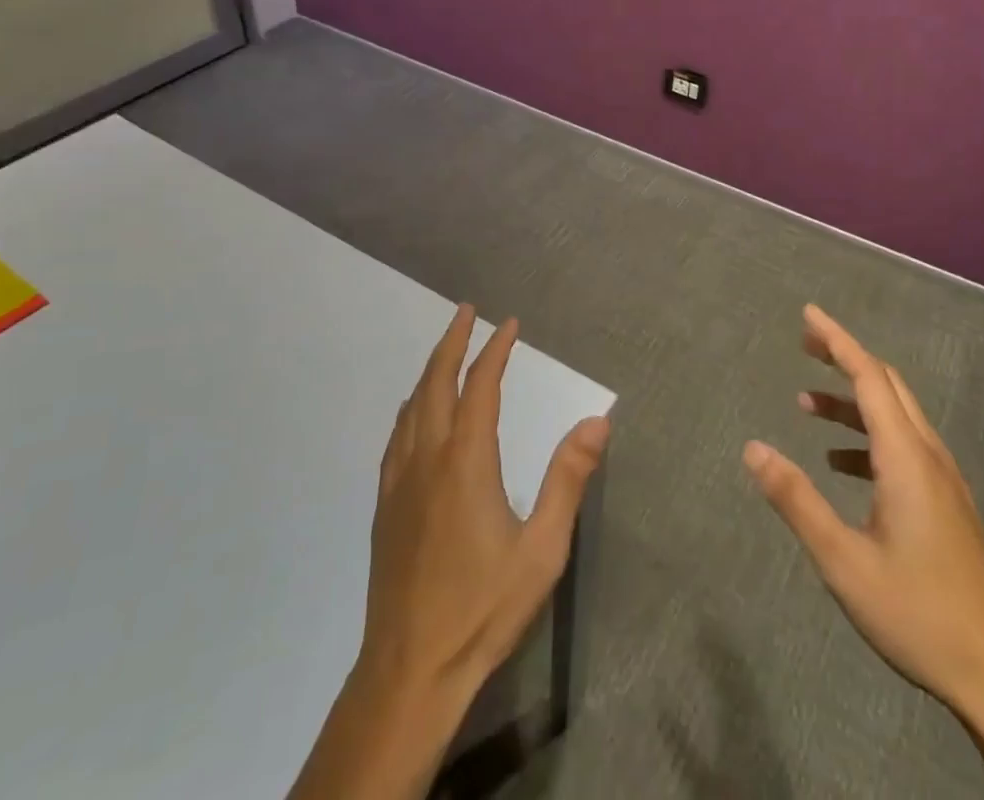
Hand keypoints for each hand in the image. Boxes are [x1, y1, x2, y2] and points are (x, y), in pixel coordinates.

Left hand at [362, 304, 609, 693]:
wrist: (409, 670)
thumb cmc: (482, 608)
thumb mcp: (541, 550)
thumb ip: (569, 480)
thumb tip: (598, 420)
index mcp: (466, 462)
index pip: (481, 387)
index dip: (495, 350)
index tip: (509, 324)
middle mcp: (428, 458)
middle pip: (436, 382)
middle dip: (452, 341)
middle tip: (465, 312)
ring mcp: (400, 481)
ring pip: (412, 405)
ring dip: (430, 369)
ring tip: (445, 349)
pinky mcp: (385, 505)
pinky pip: (397, 435)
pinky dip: (411, 406)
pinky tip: (415, 413)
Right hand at [743, 303, 983, 714]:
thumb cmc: (920, 615)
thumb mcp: (843, 561)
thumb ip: (795, 499)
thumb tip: (752, 447)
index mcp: (907, 458)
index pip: (869, 376)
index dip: (837, 340)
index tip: (808, 314)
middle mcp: (930, 457)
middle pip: (887, 385)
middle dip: (845, 358)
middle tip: (804, 345)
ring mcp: (945, 482)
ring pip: (897, 416)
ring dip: (852, 401)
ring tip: (806, 405)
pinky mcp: (949, 506)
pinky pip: (905, 447)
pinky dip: (869, 437)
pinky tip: (841, 465)